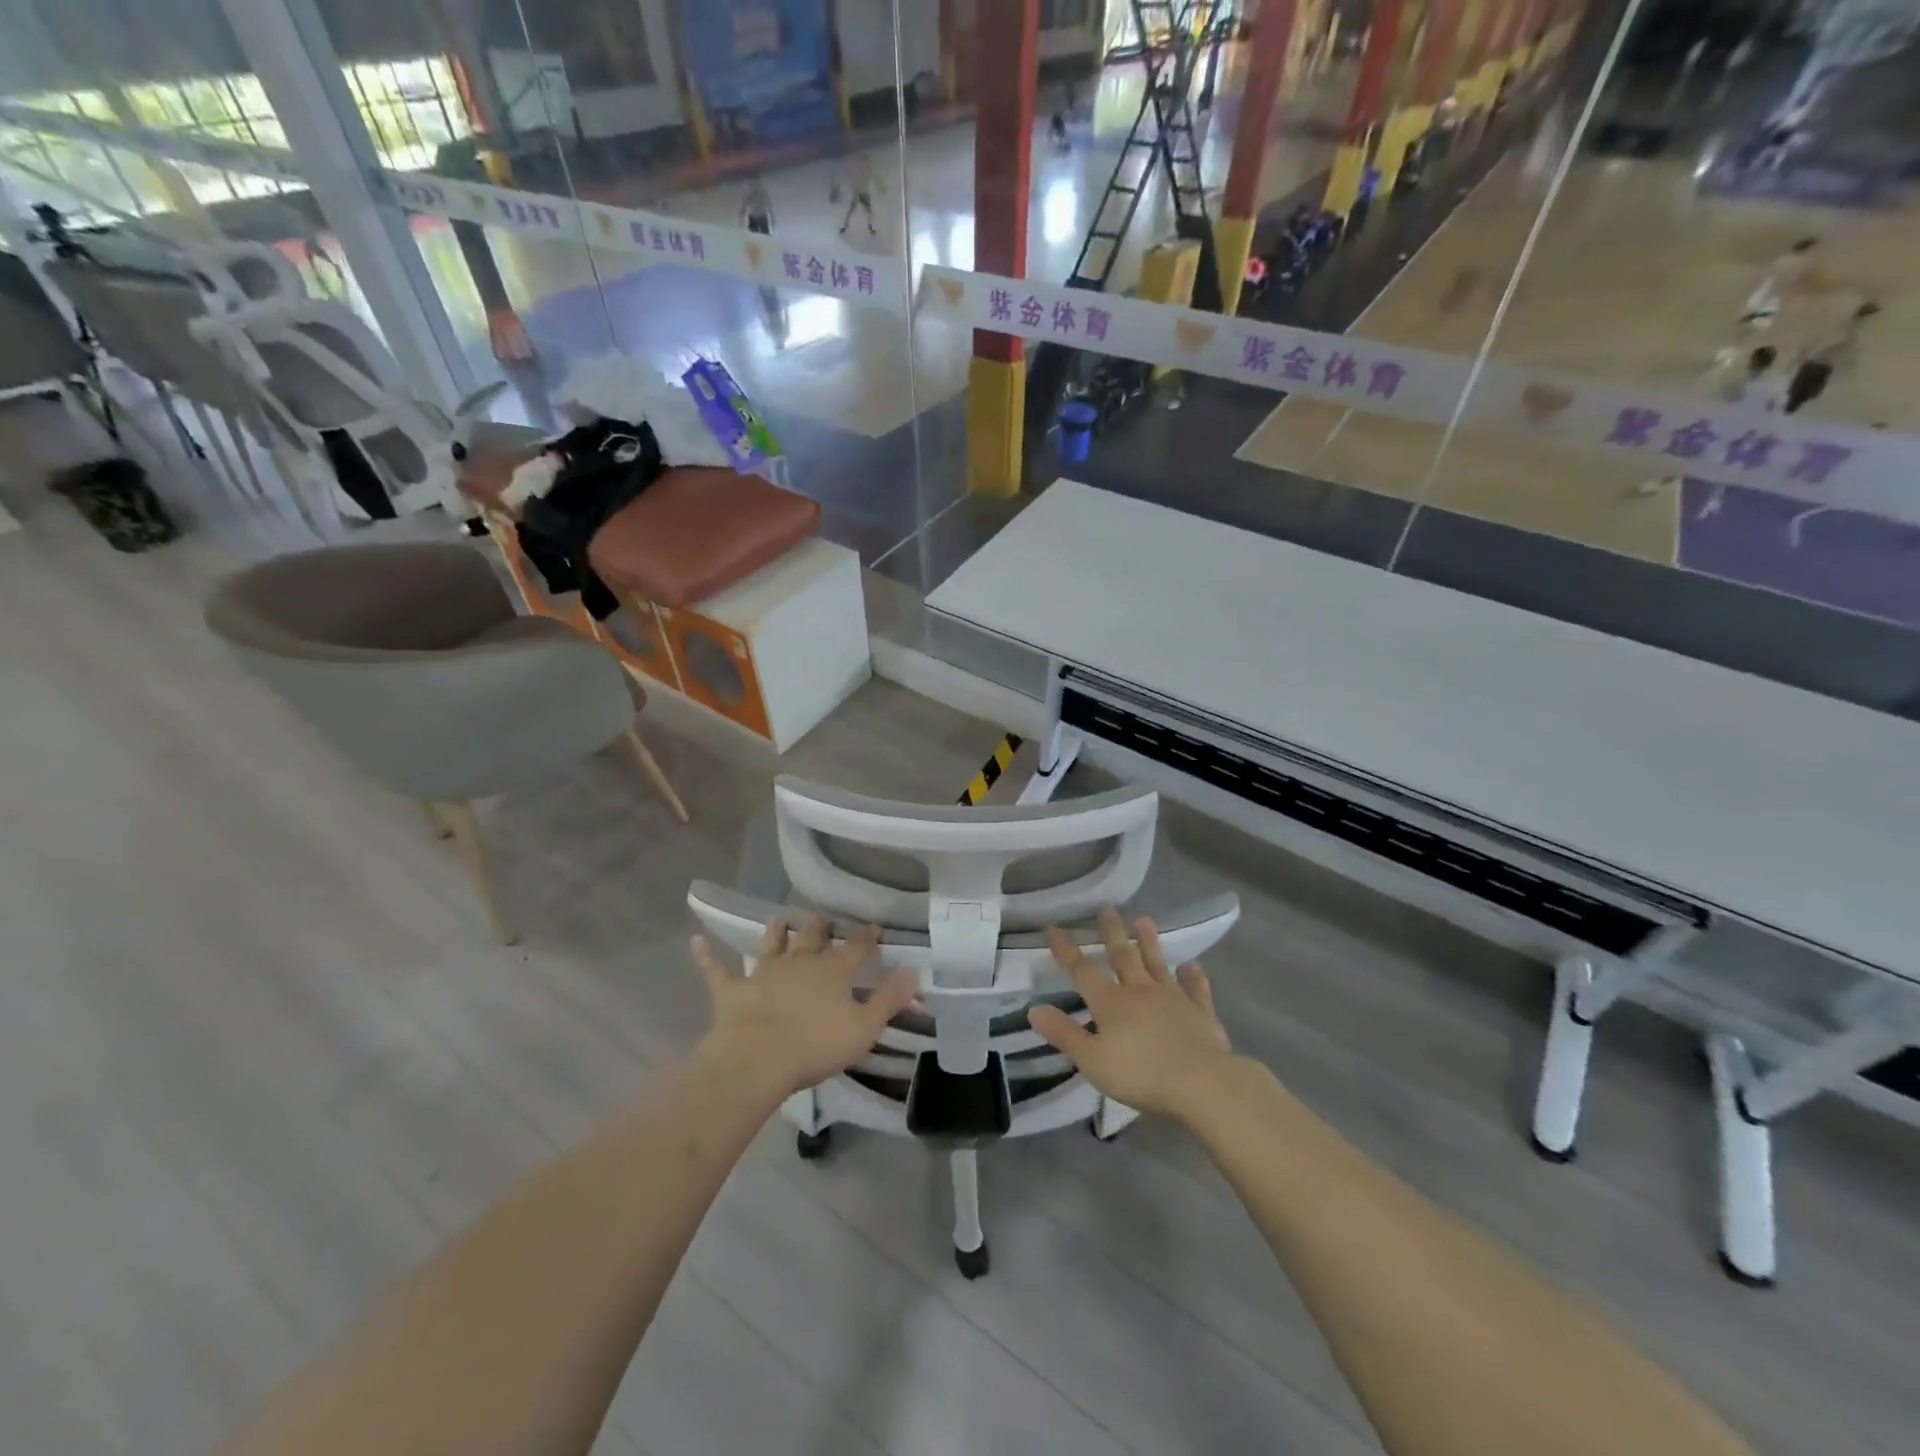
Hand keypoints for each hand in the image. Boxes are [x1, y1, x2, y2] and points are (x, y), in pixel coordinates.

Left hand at [692, 915, 916, 1097]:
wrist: (757, 1059)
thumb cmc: (815, 1046)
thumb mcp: (864, 1027)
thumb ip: (889, 999)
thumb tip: (913, 971)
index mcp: (832, 972)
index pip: (855, 949)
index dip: (866, 937)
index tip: (874, 926)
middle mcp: (798, 964)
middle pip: (812, 939)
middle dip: (820, 927)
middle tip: (822, 915)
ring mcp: (763, 974)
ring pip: (771, 946)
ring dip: (776, 933)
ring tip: (780, 919)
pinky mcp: (732, 991)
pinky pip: (717, 970)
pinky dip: (707, 956)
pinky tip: (696, 941)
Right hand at [1028, 907, 1233, 1121]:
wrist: (1203, 1083)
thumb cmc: (1141, 1074)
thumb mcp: (1093, 1060)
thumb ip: (1064, 1034)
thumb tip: (1034, 1009)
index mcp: (1111, 1003)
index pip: (1082, 971)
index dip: (1066, 950)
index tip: (1053, 927)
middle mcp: (1141, 992)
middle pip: (1123, 957)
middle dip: (1112, 933)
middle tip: (1108, 909)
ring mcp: (1174, 999)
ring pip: (1158, 965)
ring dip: (1149, 943)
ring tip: (1144, 920)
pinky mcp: (1201, 1014)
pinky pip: (1196, 990)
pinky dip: (1194, 978)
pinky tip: (1193, 966)